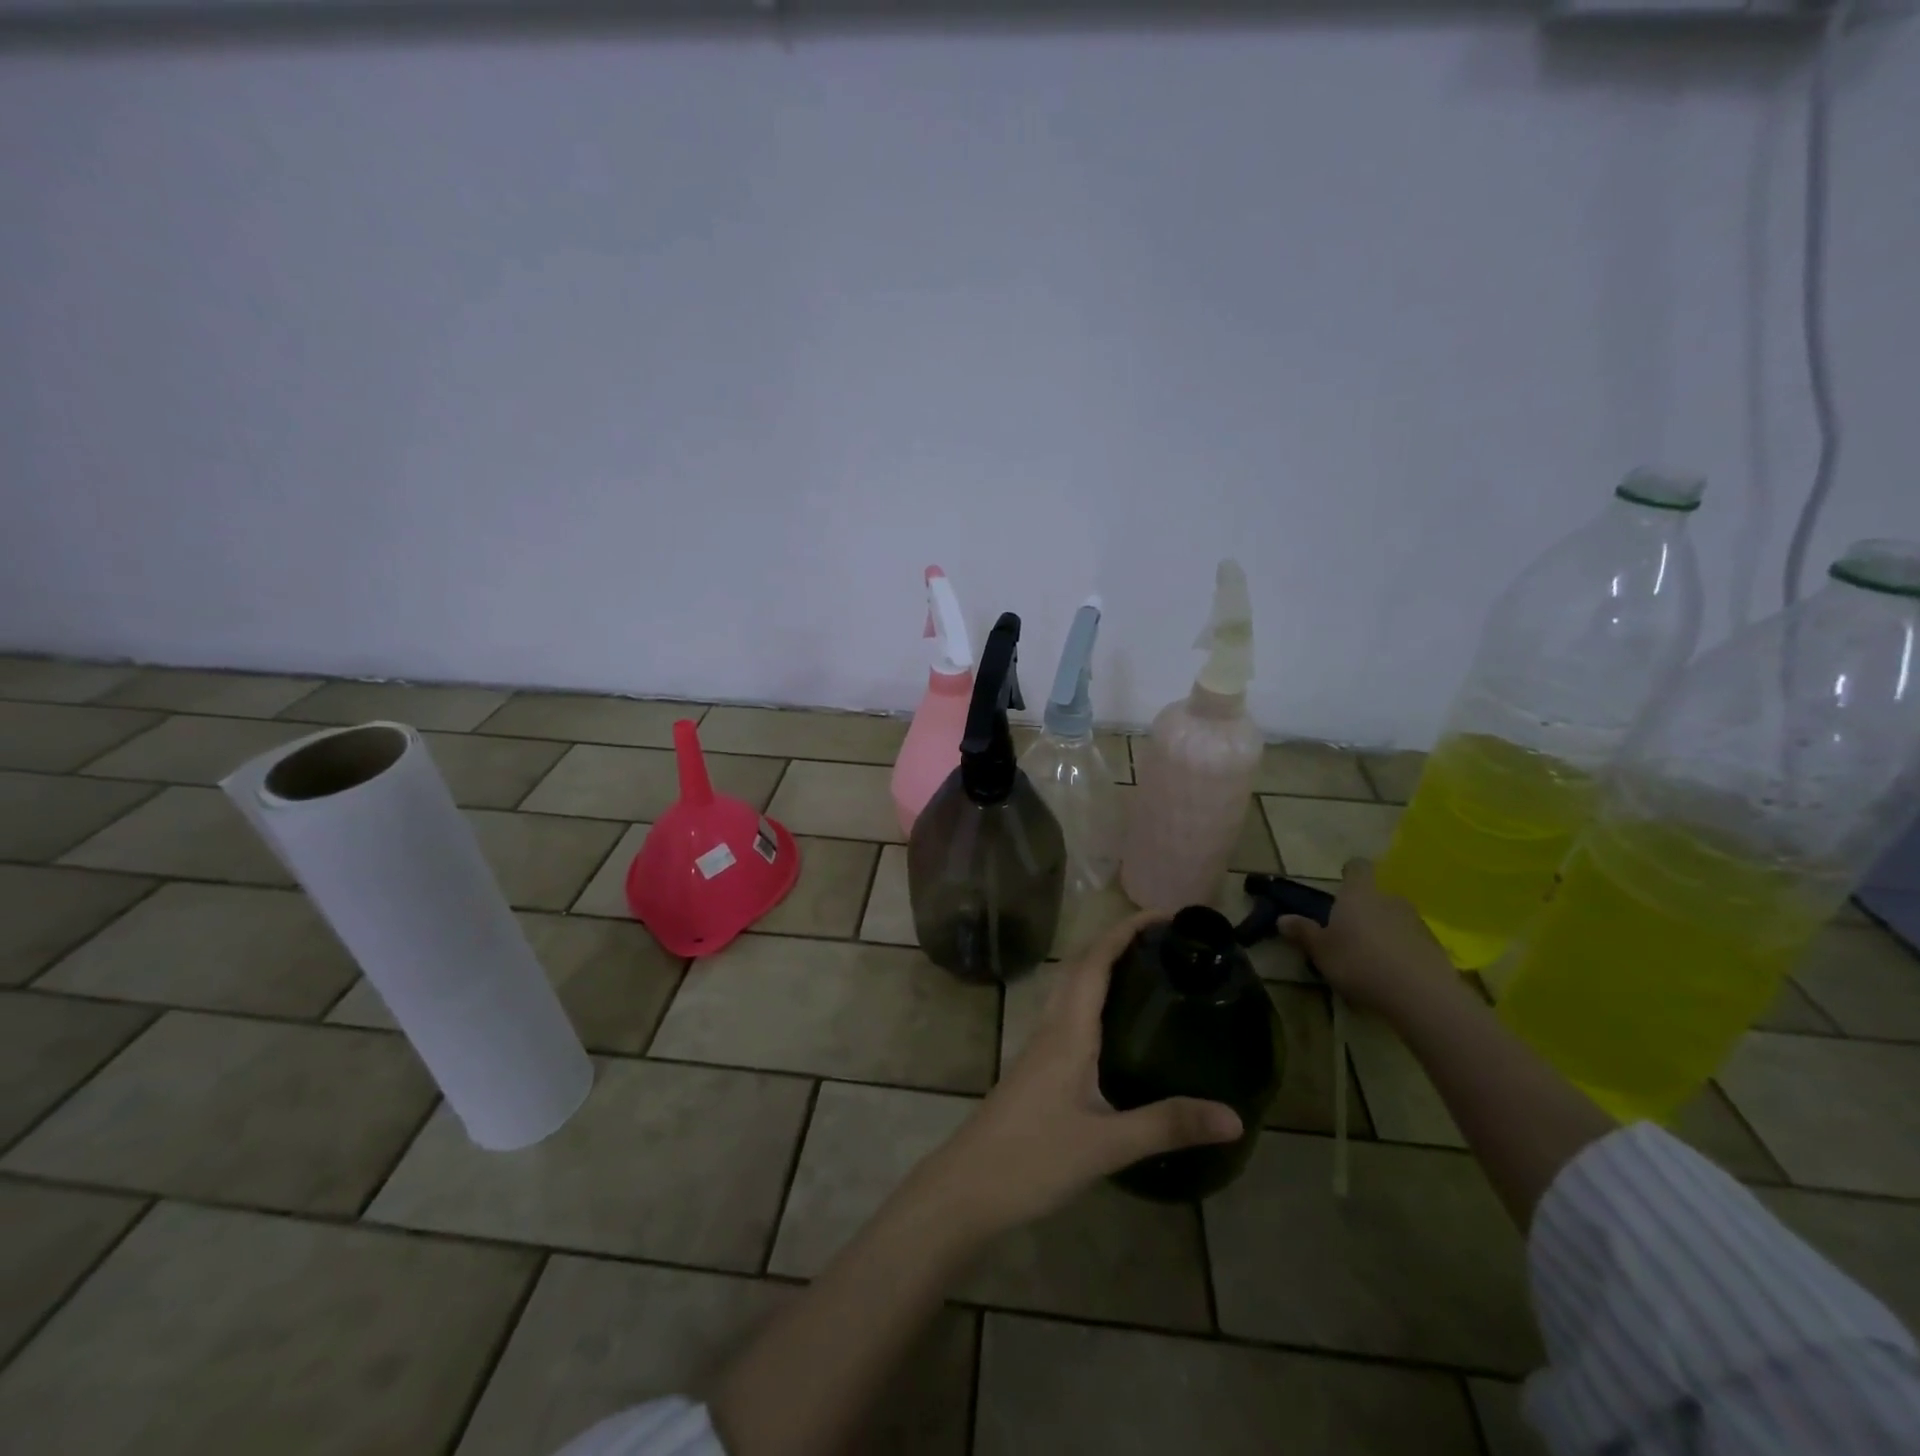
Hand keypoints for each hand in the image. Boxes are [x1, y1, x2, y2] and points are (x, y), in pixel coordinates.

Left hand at [917, 911, 1242, 1236]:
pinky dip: (1092, 999)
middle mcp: (1051, 1027)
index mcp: (1067, 1030)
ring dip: (1102, 966)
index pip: (1095, 961)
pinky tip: (1114, 1027)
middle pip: (1080, 966)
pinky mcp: (1036, 1068)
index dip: (1124, 931)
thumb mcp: (1107, 1145)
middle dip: (1117, 941)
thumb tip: (1234, 1116)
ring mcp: (1039, 1047)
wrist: (968, 1187)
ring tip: (1145, 970)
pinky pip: (1067, 1014)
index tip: (1163, 915)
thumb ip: (1167, 1125)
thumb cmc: (1033, 1158)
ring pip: (1070, 988)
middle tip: (1164, 940)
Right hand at [1278, 859, 1462, 1018]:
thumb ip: (1303, 933)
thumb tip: (1282, 919)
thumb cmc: (1359, 963)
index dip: (1350, 872)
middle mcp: (1389, 900)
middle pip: (1375, 896)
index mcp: (1358, 894)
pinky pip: (1410, 942)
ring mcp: (1416, 922)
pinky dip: (1400, 952)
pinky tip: (1391, 975)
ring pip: (1394, 919)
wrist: (1422, 995)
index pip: (1357, 868)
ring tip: (1370, 958)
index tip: (1342, 882)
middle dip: (1364, 910)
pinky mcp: (1434, 947)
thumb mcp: (1321, 951)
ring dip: (1383, 931)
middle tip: (1348, 932)